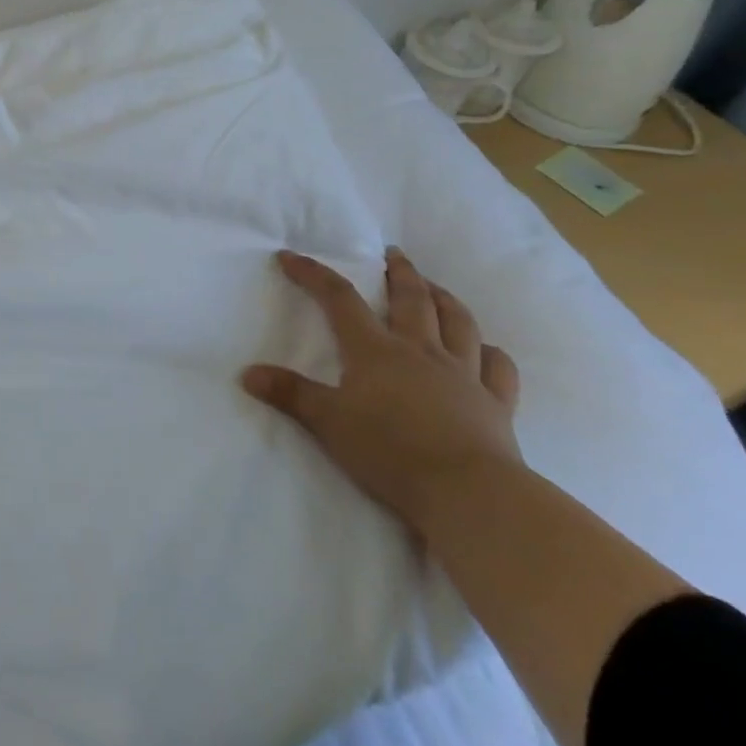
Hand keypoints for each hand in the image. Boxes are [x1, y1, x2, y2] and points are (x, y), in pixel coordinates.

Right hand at [241, 248, 520, 528]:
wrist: (468, 492)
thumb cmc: (390, 451)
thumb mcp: (327, 423)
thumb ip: (290, 394)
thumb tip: (247, 373)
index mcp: (375, 351)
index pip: (339, 299)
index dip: (314, 274)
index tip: (291, 257)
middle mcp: (420, 351)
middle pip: (410, 299)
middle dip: (399, 272)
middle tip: (392, 253)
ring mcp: (463, 375)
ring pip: (458, 323)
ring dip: (445, 299)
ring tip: (435, 286)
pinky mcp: (495, 404)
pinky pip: (498, 368)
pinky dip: (491, 353)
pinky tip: (486, 349)